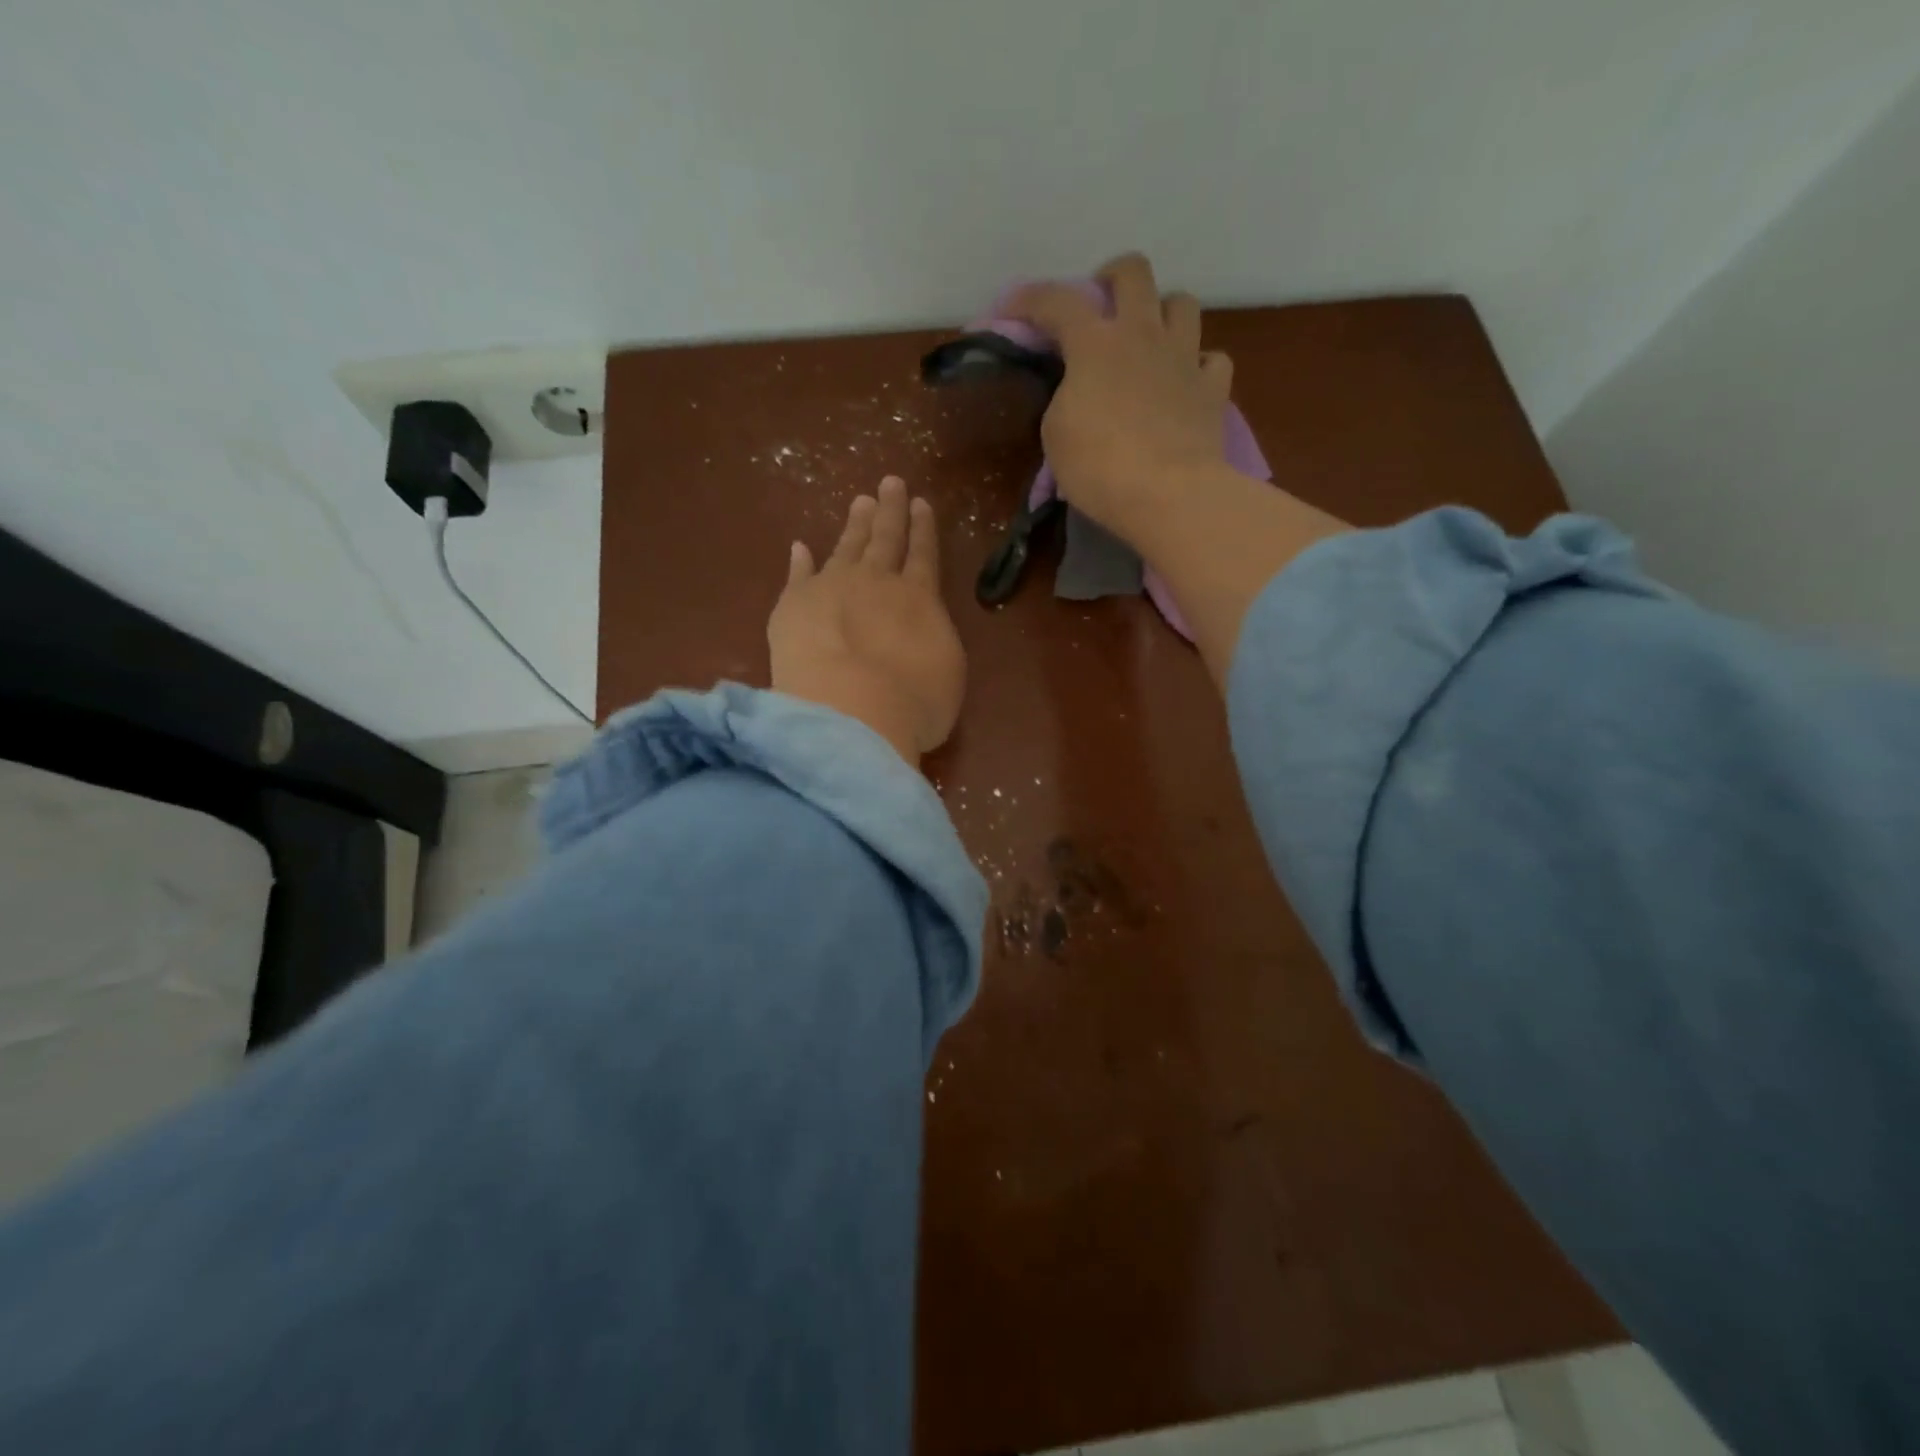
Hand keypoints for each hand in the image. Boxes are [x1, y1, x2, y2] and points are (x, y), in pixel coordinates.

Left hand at [768, 476, 964, 765]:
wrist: (852, 712)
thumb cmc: (913, 704)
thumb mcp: (947, 673)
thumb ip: (934, 639)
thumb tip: (922, 625)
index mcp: (920, 598)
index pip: (923, 554)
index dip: (922, 529)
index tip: (920, 503)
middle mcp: (877, 582)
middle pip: (885, 539)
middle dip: (890, 511)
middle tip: (891, 483)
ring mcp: (832, 587)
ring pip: (847, 547)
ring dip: (854, 525)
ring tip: (860, 502)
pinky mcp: (793, 605)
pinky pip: (798, 575)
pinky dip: (800, 560)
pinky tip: (800, 546)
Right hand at [1005, 253, 1234, 537]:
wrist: (1168, 494)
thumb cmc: (1099, 467)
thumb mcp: (1056, 434)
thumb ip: (1063, 397)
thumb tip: (1078, 389)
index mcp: (1095, 344)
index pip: (1056, 301)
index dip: (1029, 299)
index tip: (1011, 310)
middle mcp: (1143, 334)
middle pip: (1134, 272)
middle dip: (1112, 277)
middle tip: (1101, 304)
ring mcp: (1184, 357)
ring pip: (1182, 303)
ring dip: (1162, 312)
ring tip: (1149, 338)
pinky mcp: (1213, 388)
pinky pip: (1211, 359)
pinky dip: (1198, 365)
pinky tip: (1185, 381)